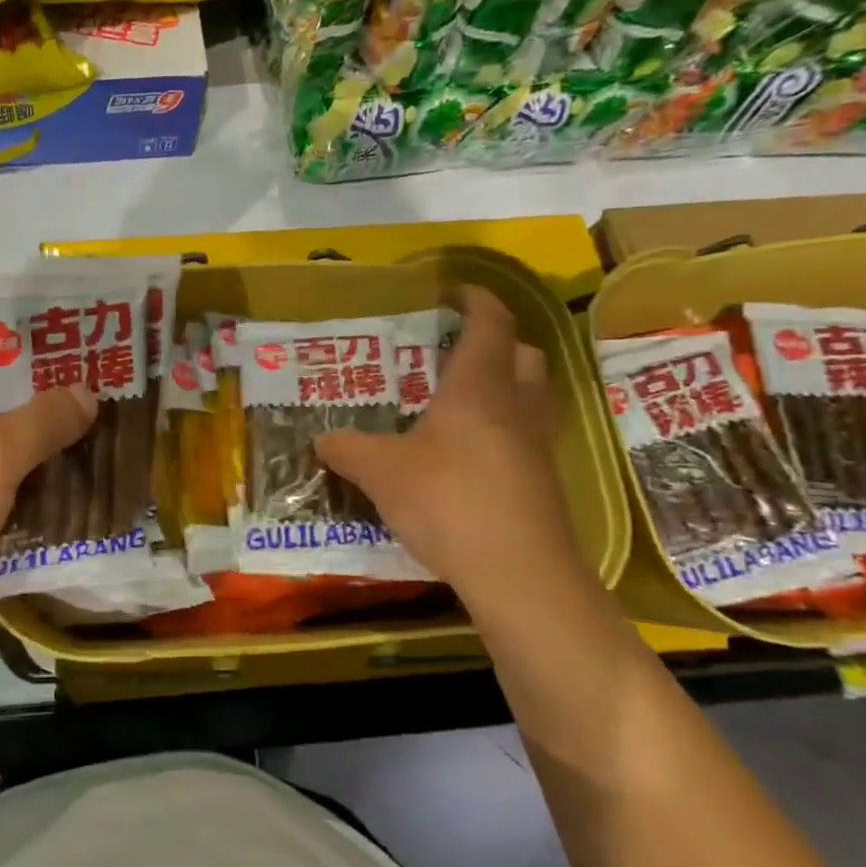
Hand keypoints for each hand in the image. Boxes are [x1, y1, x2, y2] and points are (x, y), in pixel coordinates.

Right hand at [316, 286, 584, 604]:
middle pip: (523, 354)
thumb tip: (321, 440)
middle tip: (454, 353)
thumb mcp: (381, 472)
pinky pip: (527, 437)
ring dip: (504, 387)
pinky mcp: (544, 483)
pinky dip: (503, 431)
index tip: (453, 292)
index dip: (476, 299)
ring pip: (531, 397)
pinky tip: (468, 456)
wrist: (520, 574)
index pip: (489, 324)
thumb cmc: (448, 500)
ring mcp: (537, 446)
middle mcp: (517, 407)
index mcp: (479, 387)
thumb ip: (349, 450)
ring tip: (460, 402)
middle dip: (495, 343)